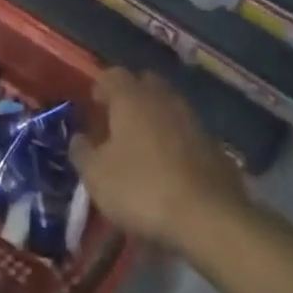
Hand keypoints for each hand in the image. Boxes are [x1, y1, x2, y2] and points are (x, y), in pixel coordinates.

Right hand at [70, 68, 250, 253]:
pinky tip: (171, 168)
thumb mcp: (98, 177)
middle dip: (130, 97)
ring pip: (167, 106)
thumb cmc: (143, 190)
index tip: (93, 108)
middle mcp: (161, 97)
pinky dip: (176, 141)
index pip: (111, 75)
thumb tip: (78, 138)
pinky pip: (187, 132)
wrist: (210, 218)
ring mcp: (191, 118)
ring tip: (144, 147)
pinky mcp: (213, 144)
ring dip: (155, 119)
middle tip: (118, 123)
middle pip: (143, 84)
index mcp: (130, 96)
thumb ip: (82, 152)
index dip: (100, 88)